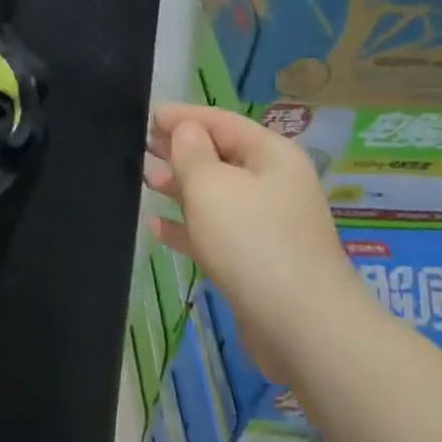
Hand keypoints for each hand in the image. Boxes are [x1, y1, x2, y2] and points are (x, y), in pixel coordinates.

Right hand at [141, 104, 352, 309]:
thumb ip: (191, 152)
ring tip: (144, 180)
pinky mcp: (255, 261)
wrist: (302, 326)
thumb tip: (185, 130)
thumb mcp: (212, 185)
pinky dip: (187, 226)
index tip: (146, 115)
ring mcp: (266, 225)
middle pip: (220, 156)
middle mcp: (273, 184)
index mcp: (271, 155)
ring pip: (215, 195)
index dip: (183, 116)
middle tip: (139, 147)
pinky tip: (156, 226)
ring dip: (180, 186)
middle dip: (180, 150)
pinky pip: (214, 232)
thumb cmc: (252, 241)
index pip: (221, 121)